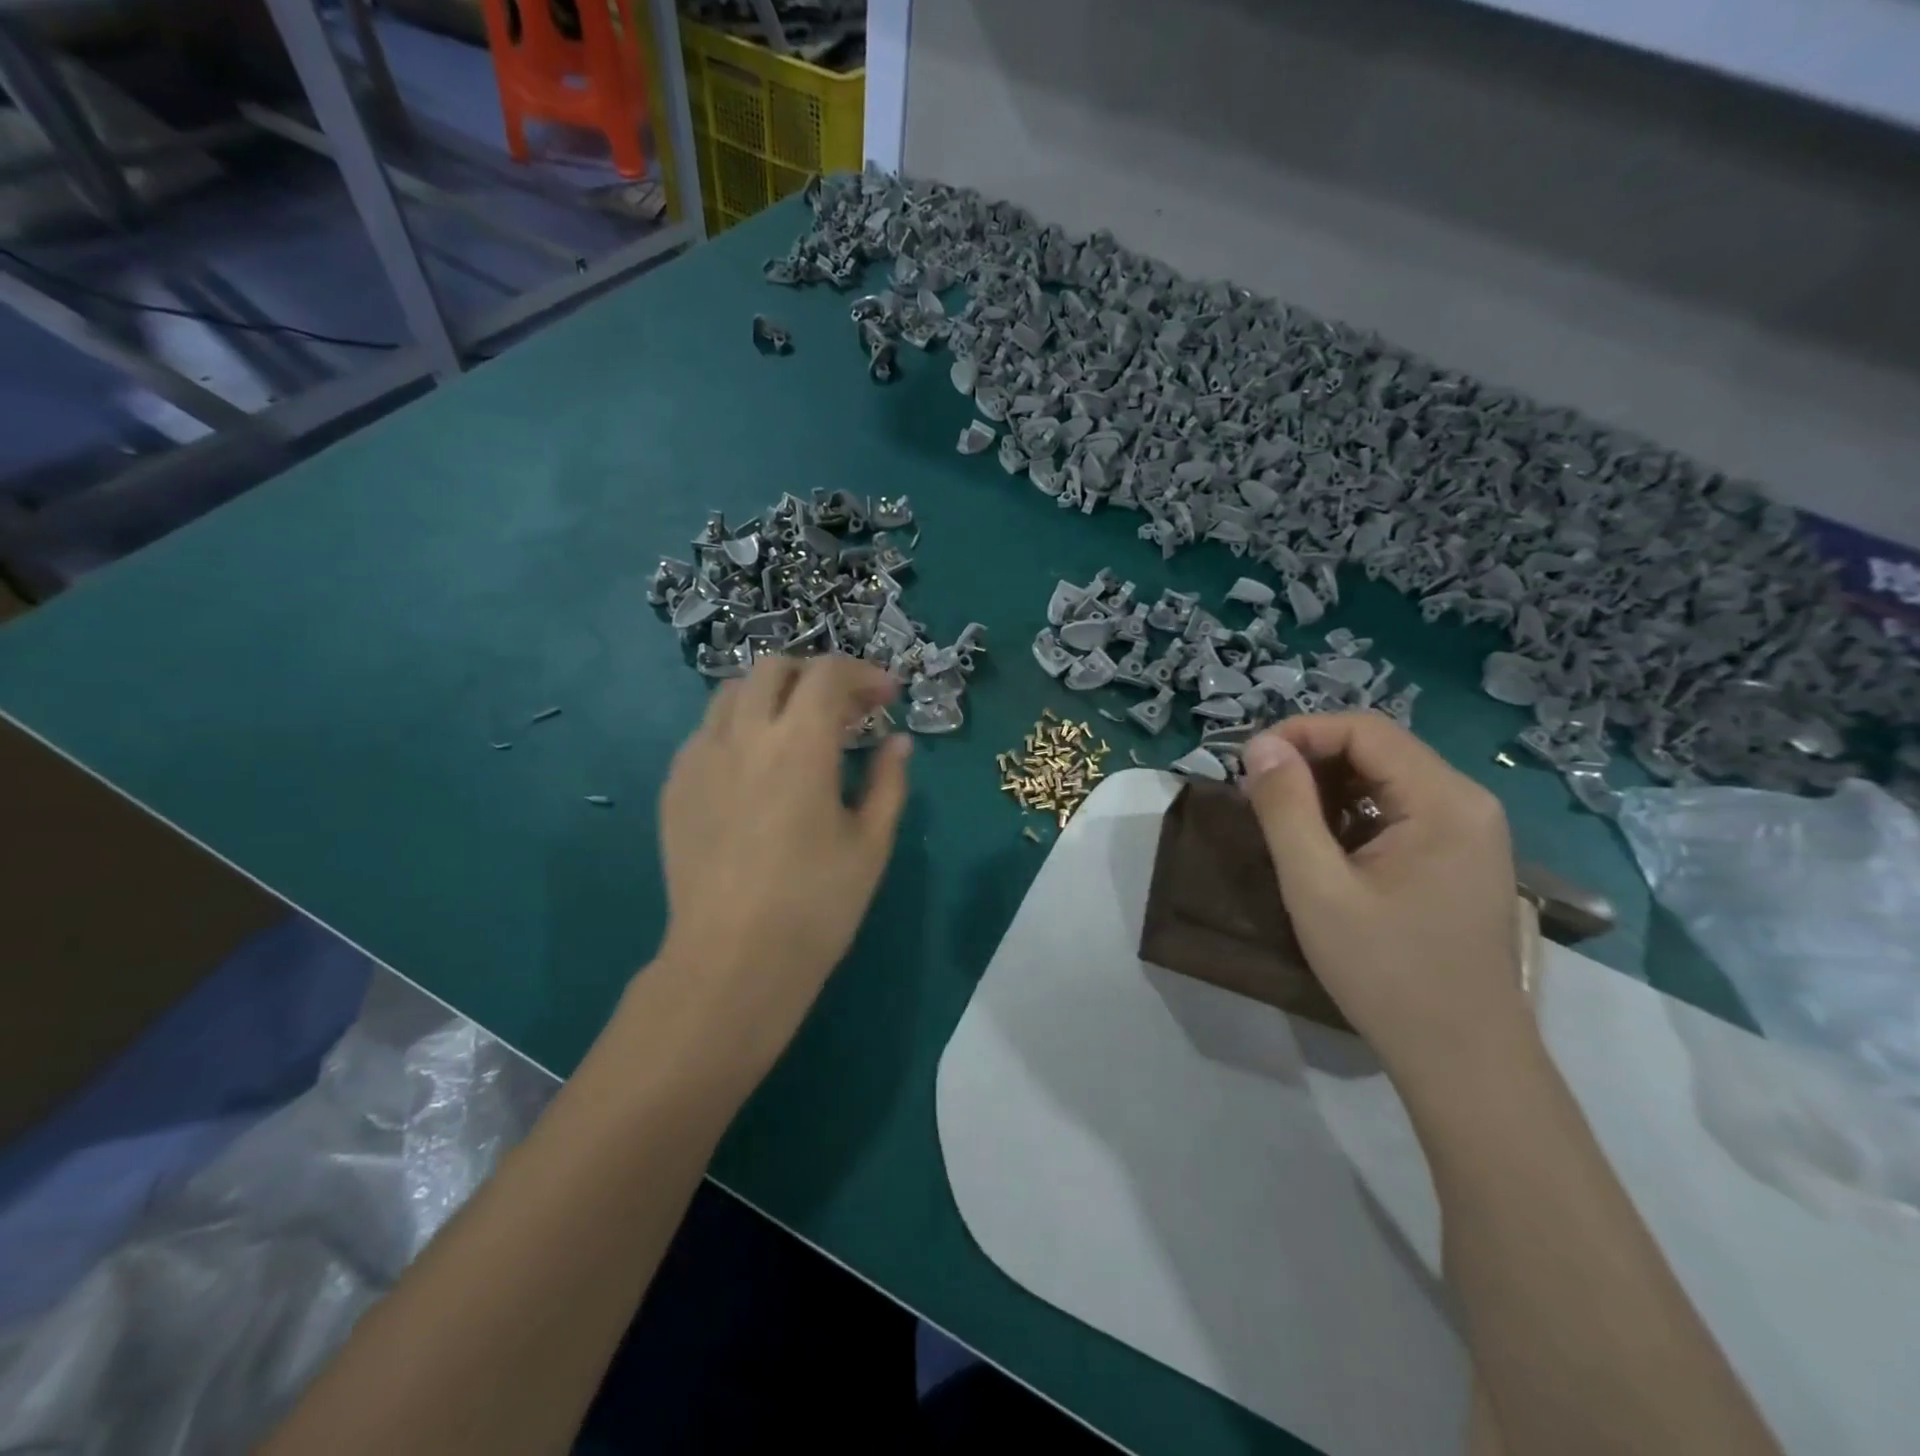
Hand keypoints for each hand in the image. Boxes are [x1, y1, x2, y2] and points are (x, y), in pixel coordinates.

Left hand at [653, 655, 910, 1063]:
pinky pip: (707, 731)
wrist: (732, 961)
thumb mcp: (871, 843)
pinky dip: (740, 728)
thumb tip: (899, 742)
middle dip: (816, 675)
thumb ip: (889, 781)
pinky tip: (757, 769)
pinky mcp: (675, 785)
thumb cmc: (815, 905)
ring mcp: (700, 757)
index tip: (888, 697)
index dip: (865, 674)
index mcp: (799, 744)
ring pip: (733, 693)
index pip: (829, 674)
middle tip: (845, 710)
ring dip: (773, 696)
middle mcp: (743, 735)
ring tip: (798, 731)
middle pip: (774, 667)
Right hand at [1241, 714, 1531, 1087]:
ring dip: (1328, 788)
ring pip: (1386, 779)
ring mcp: (1470, 831)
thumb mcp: (1316, 887)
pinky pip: (1399, 810)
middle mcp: (1468, 802)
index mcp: (1444, 801)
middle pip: (1378, 749)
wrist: (1462, 1058)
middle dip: (1311, 761)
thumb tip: (1259, 746)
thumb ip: (1285, 809)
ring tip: (1285, 822)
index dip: (1299, 733)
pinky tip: (1326, 848)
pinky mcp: (1461, 856)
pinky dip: (1353, 814)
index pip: (1365, 730)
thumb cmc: (1386, 971)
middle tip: (1258, 795)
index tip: (1248, 765)